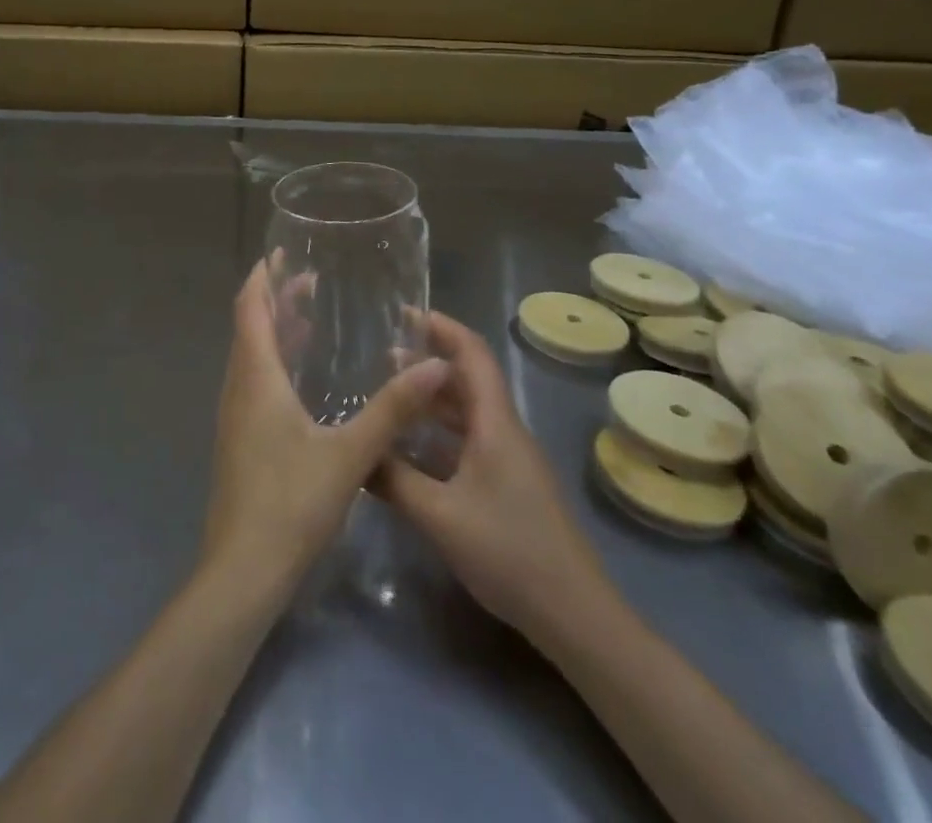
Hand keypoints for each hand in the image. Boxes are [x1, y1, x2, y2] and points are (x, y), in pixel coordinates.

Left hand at [201, 259, 449, 599]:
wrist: (243, 570)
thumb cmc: (291, 503)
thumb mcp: (351, 453)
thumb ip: (393, 409)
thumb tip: (436, 363)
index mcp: (257, 378)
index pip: (250, 309)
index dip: (261, 278)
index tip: (279, 254)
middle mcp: (238, 389)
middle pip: (249, 329)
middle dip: (274, 301)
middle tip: (307, 282)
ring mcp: (234, 418)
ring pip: (250, 358)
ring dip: (273, 333)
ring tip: (307, 321)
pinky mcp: (239, 442)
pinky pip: (253, 384)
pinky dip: (273, 364)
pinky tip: (300, 383)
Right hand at [376, 312, 617, 650]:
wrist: (576, 616)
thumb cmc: (509, 552)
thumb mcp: (440, 516)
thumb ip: (394, 480)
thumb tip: (355, 454)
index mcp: (495, 423)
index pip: (472, 354)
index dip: (442, 327)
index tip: (405, 313)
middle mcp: (504, 431)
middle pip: (468, 379)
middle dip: (429, 361)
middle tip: (382, 356)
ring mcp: (509, 460)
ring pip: (468, 413)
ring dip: (433, 399)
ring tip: (391, 395)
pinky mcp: (509, 486)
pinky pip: (469, 442)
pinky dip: (440, 433)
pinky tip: (411, 449)